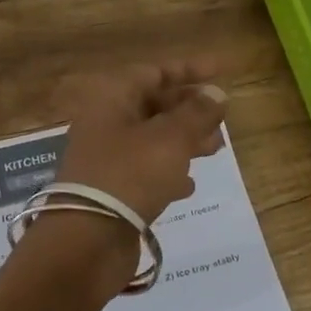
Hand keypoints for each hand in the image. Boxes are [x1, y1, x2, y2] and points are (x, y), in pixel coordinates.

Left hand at [54, 61, 228, 224]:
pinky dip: (169, 171)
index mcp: (113, 100)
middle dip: (190, 109)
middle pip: (153, 106)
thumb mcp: (171, 138)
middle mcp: (105, 124)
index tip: (220, 71)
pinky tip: (188, 184)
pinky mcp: (112, 191)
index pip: (154, 72)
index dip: (188, 69)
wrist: (88, 240)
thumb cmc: (130, 175)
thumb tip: (216, 94)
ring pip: (153, 139)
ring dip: (185, 140)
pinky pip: (145, 171)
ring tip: (215, 150)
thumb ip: (197, 114)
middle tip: (221, 117)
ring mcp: (106, 159)